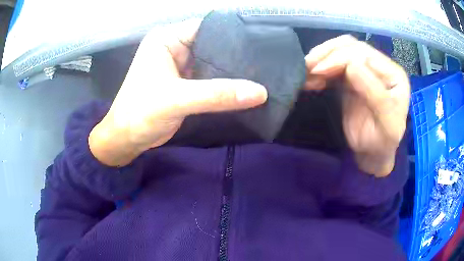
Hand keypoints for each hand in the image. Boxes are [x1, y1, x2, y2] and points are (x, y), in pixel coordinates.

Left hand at [89, 20, 267, 166]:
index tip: (260, 44)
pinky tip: (244, 88)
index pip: (207, 27)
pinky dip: (224, 84)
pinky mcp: (185, 82)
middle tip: (264, 63)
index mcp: (167, 38)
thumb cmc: (140, 114)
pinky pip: (210, 78)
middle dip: (235, 54)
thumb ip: (217, 94)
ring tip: (261, 74)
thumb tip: (260, 92)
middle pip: (212, 44)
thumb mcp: (177, 100)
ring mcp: (181, 65)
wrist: (127, 140)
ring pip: (213, 62)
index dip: (232, 34)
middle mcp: (175, 47)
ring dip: (231, 71)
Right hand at [304, 35, 409, 176]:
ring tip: (306, 72)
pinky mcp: (352, 76)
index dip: (340, 58)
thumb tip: (352, 65)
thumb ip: (375, 95)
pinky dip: (321, 67)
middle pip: (350, 47)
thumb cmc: (382, 143)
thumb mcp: (385, 125)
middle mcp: (380, 66)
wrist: (373, 153)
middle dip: (327, 54)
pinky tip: (311, 77)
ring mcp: (366, 69)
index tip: (318, 71)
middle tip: (307, 68)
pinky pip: (335, 64)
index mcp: (394, 74)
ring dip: (321, 58)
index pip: (364, 54)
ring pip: (341, 51)